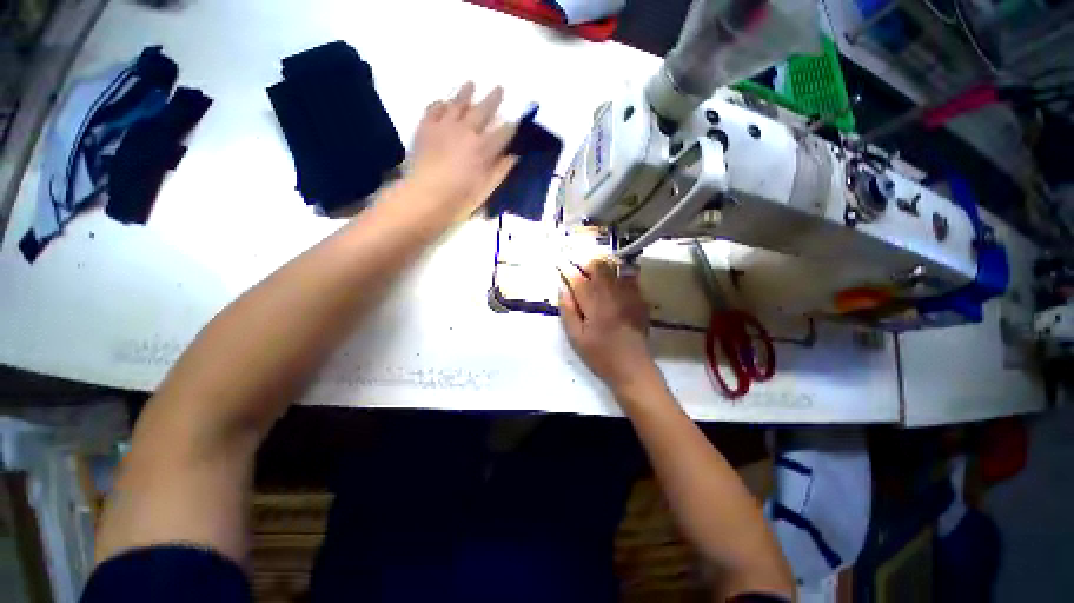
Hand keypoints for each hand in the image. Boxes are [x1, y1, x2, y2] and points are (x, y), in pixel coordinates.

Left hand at [407, 82, 515, 218]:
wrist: (424, 196)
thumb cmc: (459, 199)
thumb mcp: (486, 190)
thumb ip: (500, 171)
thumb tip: (513, 157)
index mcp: (484, 149)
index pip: (503, 133)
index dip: (511, 127)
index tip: (516, 121)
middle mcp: (466, 131)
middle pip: (483, 110)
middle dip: (493, 99)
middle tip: (499, 88)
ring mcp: (444, 126)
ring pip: (457, 103)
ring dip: (466, 93)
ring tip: (471, 83)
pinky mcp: (425, 127)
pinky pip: (434, 109)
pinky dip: (440, 103)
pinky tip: (443, 101)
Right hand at [559, 258, 661, 395]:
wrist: (633, 368)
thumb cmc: (600, 356)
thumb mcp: (576, 338)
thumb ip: (568, 310)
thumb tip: (562, 287)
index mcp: (595, 305)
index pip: (578, 279)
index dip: (567, 269)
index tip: (560, 265)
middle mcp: (613, 295)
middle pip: (599, 265)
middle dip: (585, 262)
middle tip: (577, 267)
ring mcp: (629, 295)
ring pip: (615, 267)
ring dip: (601, 264)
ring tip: (592, 270)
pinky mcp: (639, 298)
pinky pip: (629, 276)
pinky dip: (618, 272)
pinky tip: (612, 280)